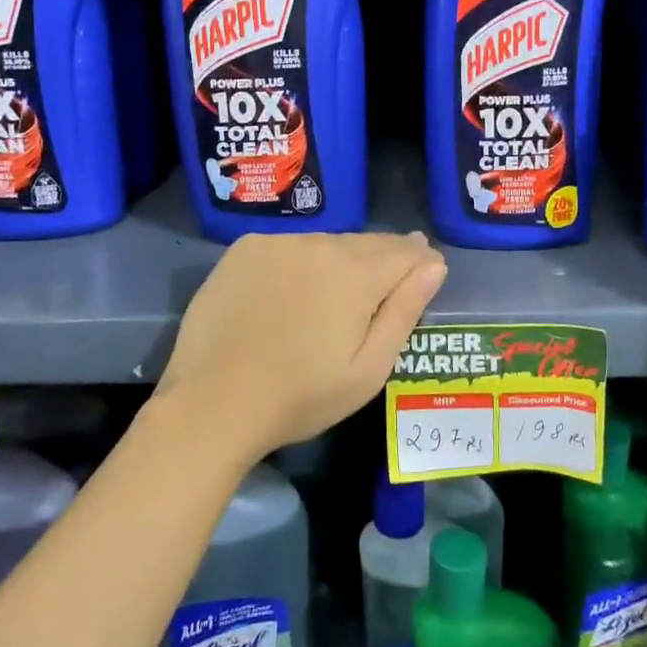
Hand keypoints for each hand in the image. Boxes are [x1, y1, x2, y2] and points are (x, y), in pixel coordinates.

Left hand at [158, 231, 448, 463]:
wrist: (212, 403)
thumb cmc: (300, 397)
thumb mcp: (367, 369)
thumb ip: (404, 311)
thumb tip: (434, 265)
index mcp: (356, 274)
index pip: (405, 251)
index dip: (421, 261)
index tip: (426, 272)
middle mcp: (320, 244)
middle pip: (367, 243)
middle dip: (386, 258)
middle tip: (388, 282)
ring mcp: (278, 242)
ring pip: (327, 243)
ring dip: (342, 259)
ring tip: (340, 289)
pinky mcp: (245, 248)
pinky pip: (290, 246)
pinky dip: (302, 260)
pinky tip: (295, 287)